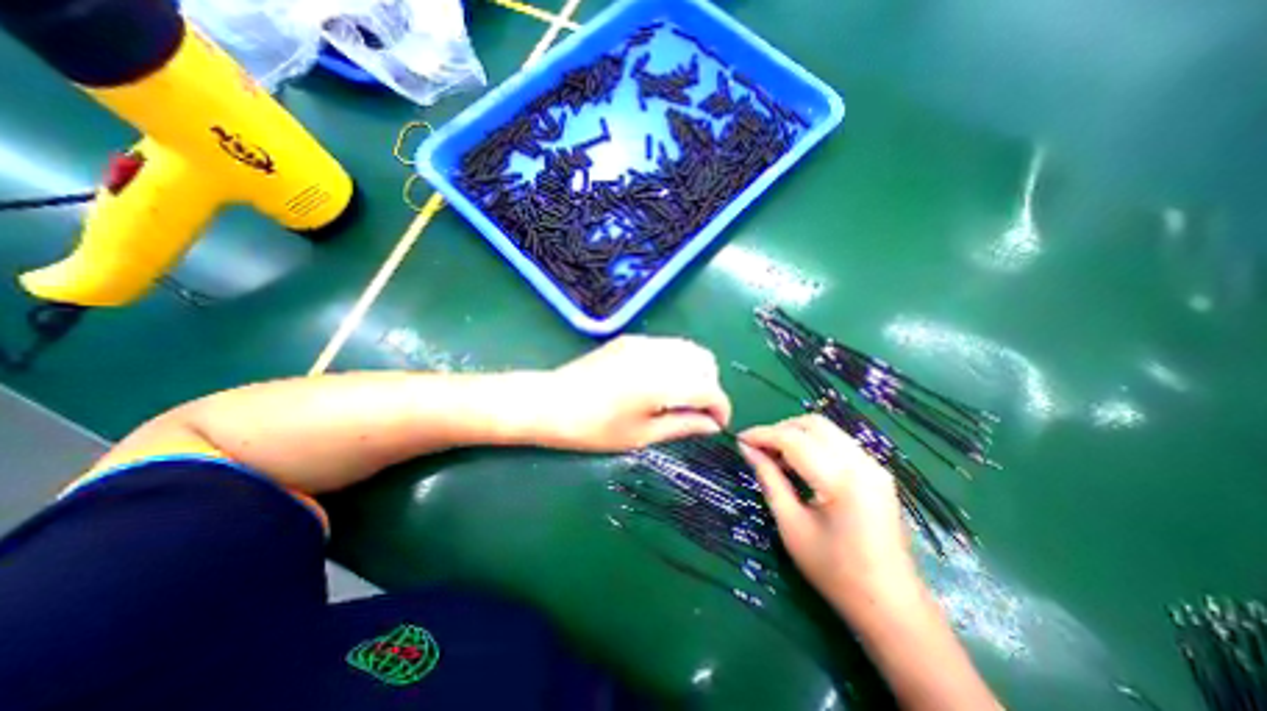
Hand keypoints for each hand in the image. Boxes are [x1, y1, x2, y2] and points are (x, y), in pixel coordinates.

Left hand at [534, 333, 733, 450]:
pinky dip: (677, 361)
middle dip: (710, 386)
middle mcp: (658, 355)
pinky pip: (668, 345)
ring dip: (696, 371)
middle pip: (705, 362)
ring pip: (689, 349)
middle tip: (697, 410)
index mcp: (663, 382)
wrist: (550, 402)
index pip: (710, 389)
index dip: (720, 408)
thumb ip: (683, 426)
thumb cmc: (594, 428)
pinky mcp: (631, 339)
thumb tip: (712, 425)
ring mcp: (644, 342)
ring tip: (681, 396)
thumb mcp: (641, 435)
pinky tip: (661, 380)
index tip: (717, 424)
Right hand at [739, 417, 917, 609]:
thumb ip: (769, 480)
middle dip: (779, 430)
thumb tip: (747, 449)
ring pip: (826, 429)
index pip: (793, 439)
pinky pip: (837, 442)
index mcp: (842, 480)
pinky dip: (812, 444)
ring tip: (774, 456)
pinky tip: (798, 463)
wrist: (892, 607)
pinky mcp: (876, 472)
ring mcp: (874, 466)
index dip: (762, 435)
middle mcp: (862, 463)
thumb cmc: (835, 572)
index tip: (739, 440)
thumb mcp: (791, 526)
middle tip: (758, 449)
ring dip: (795, 435)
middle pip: (812, 424)